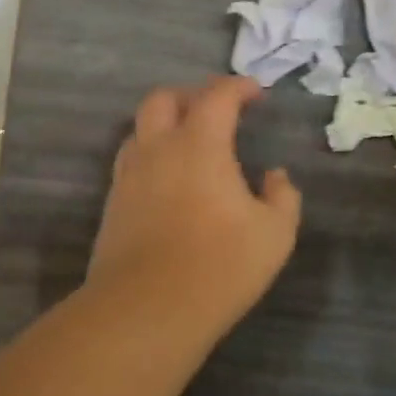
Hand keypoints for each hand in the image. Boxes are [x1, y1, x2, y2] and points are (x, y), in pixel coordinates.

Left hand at [87, 76, 302, 333]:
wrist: (147, 308)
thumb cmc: (219, 265)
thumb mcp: (274, 234)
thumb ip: (282, 197)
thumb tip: (275, 176)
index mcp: (199, 144)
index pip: (217, 96)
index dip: (238, 87)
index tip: (256, 93)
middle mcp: (158, 149)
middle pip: (163, 99)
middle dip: (191, 95)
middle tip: (216, 111)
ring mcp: (129, 175)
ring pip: (140, 128)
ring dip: (165, 124)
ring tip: (189, 143)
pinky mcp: (113, 203)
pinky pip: (131, 161)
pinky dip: (151, 155)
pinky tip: (168, 181)